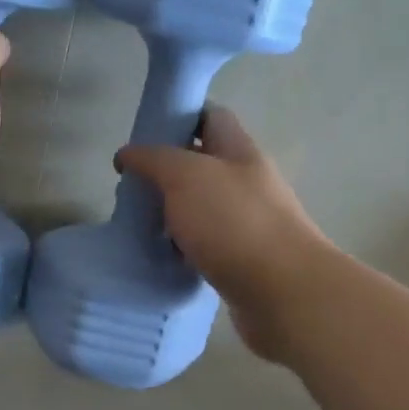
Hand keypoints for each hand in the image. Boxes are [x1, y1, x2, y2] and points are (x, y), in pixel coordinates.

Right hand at [116, 105, 332, 361]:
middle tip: (132, 188)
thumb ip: (153, 159)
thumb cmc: (233, 222)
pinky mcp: (243, 261)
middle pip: (203, 165)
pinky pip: (206, 246)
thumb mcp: (185, 176)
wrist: (282, 292)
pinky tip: (162, 258)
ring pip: (202, 209)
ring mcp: (247, 223)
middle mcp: (247, 182)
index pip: (211, 117)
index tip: (144, 136)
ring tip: (139, 226)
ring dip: (173, 215)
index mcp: (239, 151)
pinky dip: (183, 249)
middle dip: (166, 174)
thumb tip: (127, 154)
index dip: (178, 118)